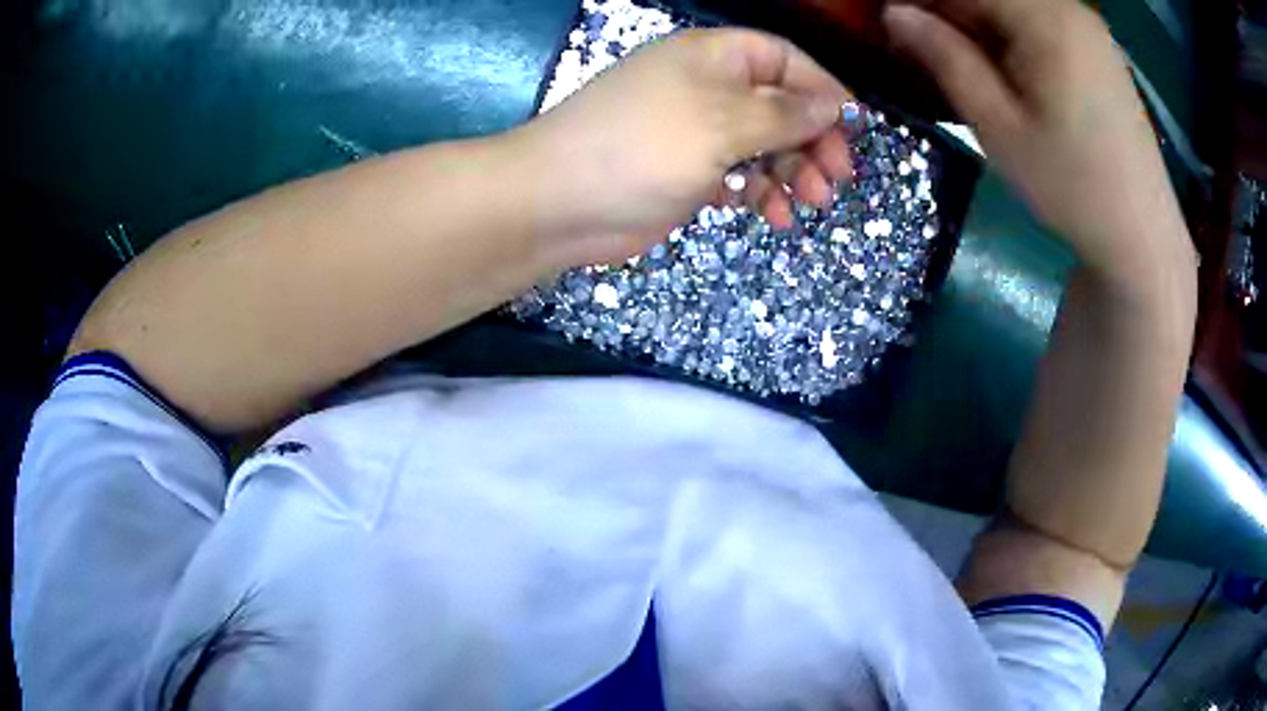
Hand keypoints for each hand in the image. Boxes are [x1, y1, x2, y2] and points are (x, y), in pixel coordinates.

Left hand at [511, 28, 851, 267]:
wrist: (559, 203)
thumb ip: (784, 114)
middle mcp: (707, 87)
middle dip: (812, 141)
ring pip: (763, 146)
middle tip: (836, 181)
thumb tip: (834, 106)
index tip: (854, 130)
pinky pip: (739, 177)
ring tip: (810, 204)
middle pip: (780, 106)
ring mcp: (696, 132)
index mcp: (713, 57)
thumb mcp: (723, 121)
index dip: (822, 91)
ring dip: (792, 173)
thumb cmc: (643, 146)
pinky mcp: (688, 173)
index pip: (783, 60)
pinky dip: (759, 193)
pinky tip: (772, 216)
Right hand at [883, 0, 1195, 284]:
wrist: (1142, 235)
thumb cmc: (1071, 187)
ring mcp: (1088, 27)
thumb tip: (896, 14)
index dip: (922, 0)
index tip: (892, 23)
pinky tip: (1004, 65)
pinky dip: (1011, 31)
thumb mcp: (999, 127)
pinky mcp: (1099, 48)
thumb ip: (946, 59)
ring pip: (1015, 5)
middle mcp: (1068, 8)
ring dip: (979, 22)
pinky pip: (1041, 19)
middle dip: (950, 11)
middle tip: (921, 45)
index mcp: (1044, 18)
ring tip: (959, 58)